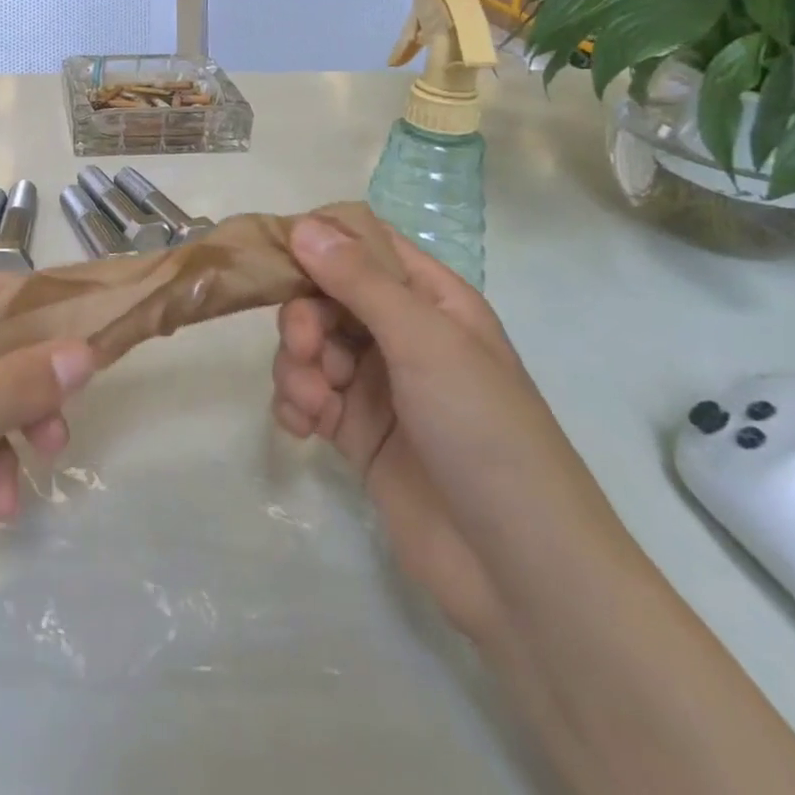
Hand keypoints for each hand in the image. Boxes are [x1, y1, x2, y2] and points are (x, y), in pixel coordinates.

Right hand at [271, 217, 610, 641]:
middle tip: (305, 348)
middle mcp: (401, 332)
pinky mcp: (355, 431)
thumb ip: (360, 281)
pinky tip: (303, 428)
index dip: (318, 242)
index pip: (363, 243)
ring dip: (297, 366)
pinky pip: (307, 394)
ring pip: (310, 345)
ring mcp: (377, 383)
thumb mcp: (425, 343)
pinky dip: (295, 403)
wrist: (518, 569)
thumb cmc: (484, 432)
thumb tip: (303, 224)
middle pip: (325, 294)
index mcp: (430, 298)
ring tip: (312, 403)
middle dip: (304, 317)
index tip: (276, 256)